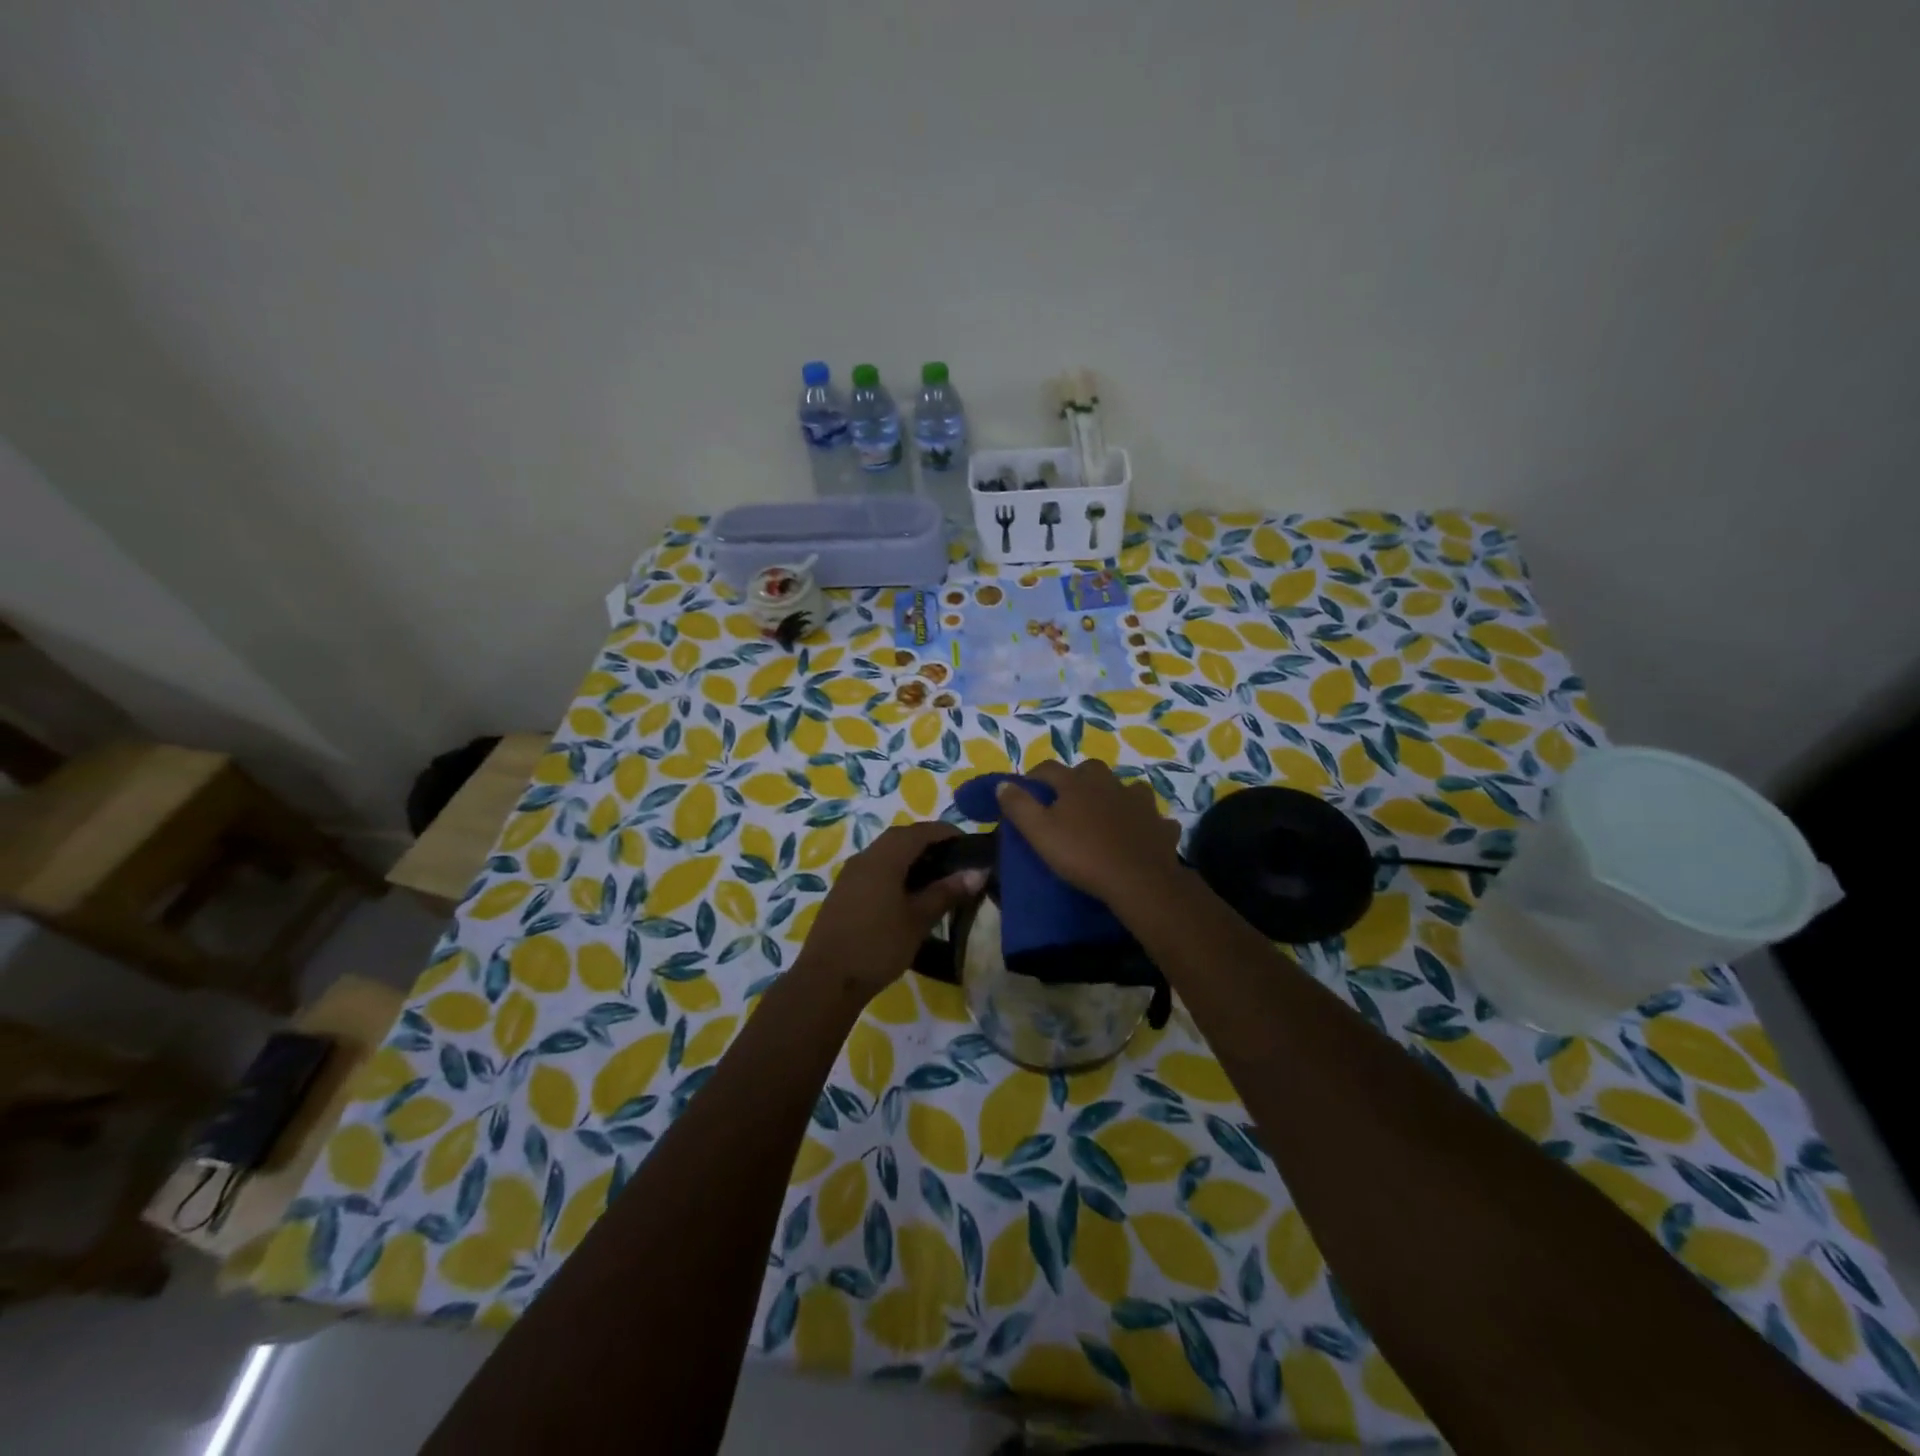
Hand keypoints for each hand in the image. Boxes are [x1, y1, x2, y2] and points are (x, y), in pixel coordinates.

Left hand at [793, 821, 985, 1004]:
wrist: (826, 980)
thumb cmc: (878, 945)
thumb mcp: (918, 919)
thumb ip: (947, 892)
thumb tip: (978, 871)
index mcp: (884, 858)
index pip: (920, 831)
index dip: (946, 832)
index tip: (969, 843)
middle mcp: (865, 857)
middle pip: (900, 838)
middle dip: (928, 842)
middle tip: (954, 859)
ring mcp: (850, 874)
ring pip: (885, 853)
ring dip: (910, 857)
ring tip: (935, 876)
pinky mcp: (843, 892)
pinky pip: (874, 869)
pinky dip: (895, 871)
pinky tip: (907, 893)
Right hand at [994, 760, 1182, 903]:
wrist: (1138, 880)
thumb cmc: (1082, 854)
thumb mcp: (1039, 832)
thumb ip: (1019, 805)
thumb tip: (1003, 784)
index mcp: (1077, 784)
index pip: (1049, 769)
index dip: (1035, 776)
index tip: (1025, 789)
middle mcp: (1109, 784)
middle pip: (1090, 771)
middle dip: (1077, 780)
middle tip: (1068, 802)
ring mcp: (1139, 802)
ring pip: (1127, 789)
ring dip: (1116, 797)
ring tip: (1107, 815)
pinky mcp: (1160, 825)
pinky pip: (1153, 819)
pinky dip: (1145, 823)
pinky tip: (1140, 835)